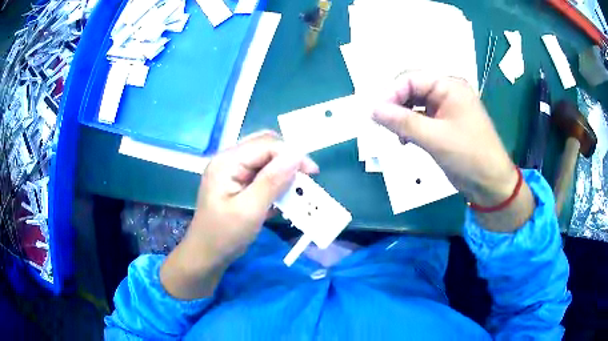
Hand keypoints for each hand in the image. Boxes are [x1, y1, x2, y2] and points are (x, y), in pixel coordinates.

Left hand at [160, 131, 317, 298]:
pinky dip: (275, 182)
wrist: (207, 255)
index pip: (266, 144)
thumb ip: (272, 181)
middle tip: (305, 178)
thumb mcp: (250, 210)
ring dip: (283, 172)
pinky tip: (281, 197)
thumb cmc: (225, 235)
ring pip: (265, 159)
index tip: (313, 173)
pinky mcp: (236, 182)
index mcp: (227, 162)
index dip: (292, 154)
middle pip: (265, 146)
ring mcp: (231, 170)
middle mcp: (229, 159)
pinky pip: (261, 173)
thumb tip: (296, 154)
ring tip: (296, 189)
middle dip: (288, 159)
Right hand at [372, 72, 533, 231]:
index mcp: (449, 86)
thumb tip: (372, 109)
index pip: (410, 79)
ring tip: (396, 136)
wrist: (491, 184)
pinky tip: (405, 140)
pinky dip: (411, 127)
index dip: (391, 94)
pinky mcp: (445, 124)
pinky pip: (422, 119)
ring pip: (415, 105)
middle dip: (396, 106)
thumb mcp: (434, 138)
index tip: (376, 115)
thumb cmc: (469, 156)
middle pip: (412, 90)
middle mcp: (447, 92)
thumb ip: (402, 121)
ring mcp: (446, 108)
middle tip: (383, 126)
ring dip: (402, 118)